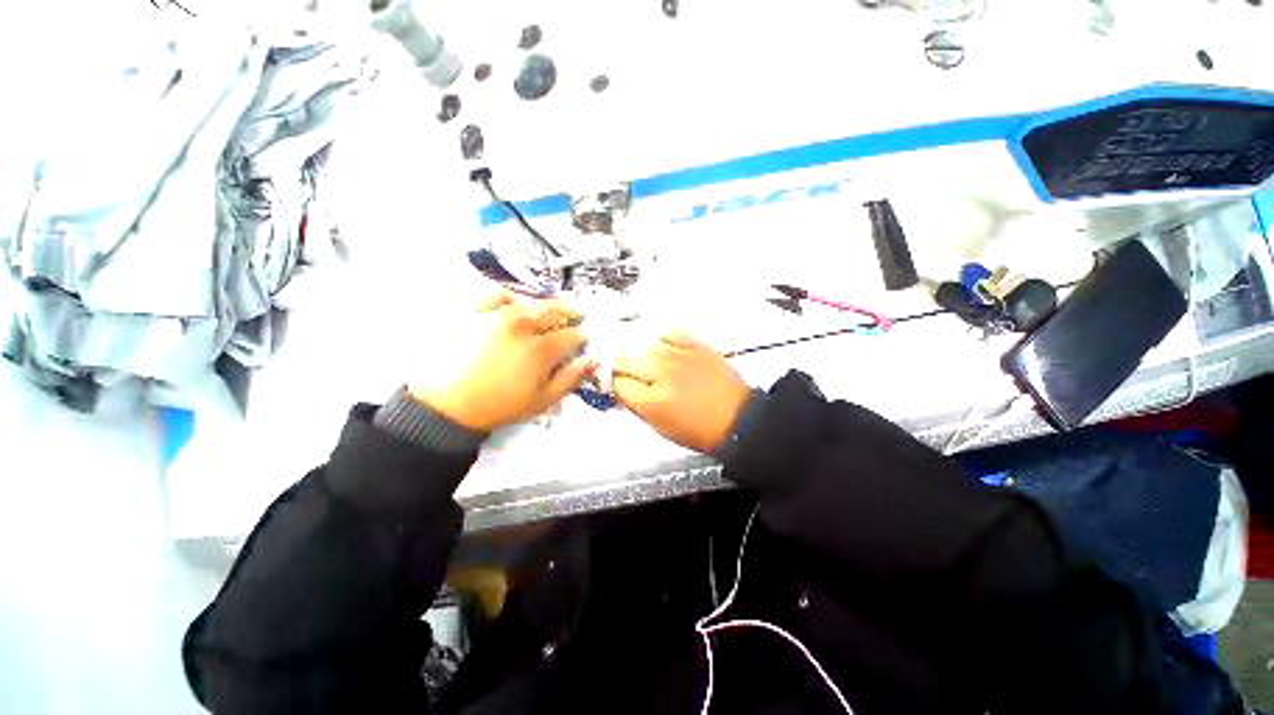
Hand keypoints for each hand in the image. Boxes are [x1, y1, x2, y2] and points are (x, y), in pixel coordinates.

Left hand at [407, 293, 594, 431]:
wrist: (445, 406)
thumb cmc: (498, 406)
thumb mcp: (542, 401)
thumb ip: (570, 378)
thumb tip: (592, 360)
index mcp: (540, 349)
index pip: (571, 334)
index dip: (582, 333)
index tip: (586, 333)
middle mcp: (521, 326)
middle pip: (553, 310)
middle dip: (569, 310)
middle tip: (576, 310)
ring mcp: (494, 315)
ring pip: (528, 301)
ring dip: (543, 303)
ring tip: (548, 307)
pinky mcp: (472, 312)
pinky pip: (494, 294)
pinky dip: (509, 295)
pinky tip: (514, 301)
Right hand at [613, 330, 750, 452]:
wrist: (737, 420)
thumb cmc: (699, 430)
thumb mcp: (660, 427)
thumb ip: (635, 405)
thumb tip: (620, 389)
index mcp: (651, 402)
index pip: (617, 382)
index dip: (613, 382)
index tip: (617, 382)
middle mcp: (661, 374)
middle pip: (625, 359)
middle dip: (620, 365)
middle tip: (626, 370)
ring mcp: (680, 357)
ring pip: (643, 344)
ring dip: (639, 352)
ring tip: (645, 359)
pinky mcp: (696, 346)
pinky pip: (670, 333)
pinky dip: (662, 338)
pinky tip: (664, 346)